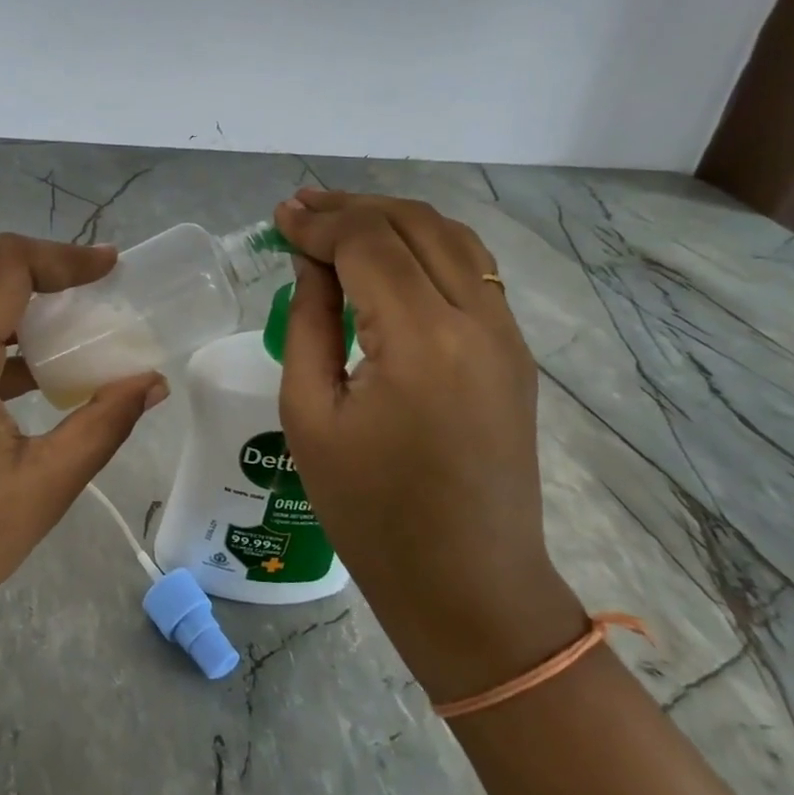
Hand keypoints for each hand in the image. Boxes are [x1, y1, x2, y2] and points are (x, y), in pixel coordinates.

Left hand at [0, 234, 166, 689]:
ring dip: (11, 303)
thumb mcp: (39, 490)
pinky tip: (24, 375)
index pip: (5, 266)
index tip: (111, 266)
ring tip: (68, 329)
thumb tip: (152, 384)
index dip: (63, 256)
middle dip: (40, 272)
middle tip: (95, 293)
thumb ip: (102, 425)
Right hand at [272, 190, 584, 698]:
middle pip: (413, 224)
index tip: (279, 216)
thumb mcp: (310, 415)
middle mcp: (476, 321)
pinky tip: (388, 254)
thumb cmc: (371, 514)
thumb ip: (308, 323)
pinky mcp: (513, 351)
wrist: (470, 586)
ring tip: (339, 220)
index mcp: (421, 341)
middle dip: (352, 208)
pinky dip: (425, 244)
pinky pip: (471, 269)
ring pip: (451, 236)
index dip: (319, 222)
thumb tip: (310, 263)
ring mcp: (506, 334)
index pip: (368, 243)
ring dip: (391, 218)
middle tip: (300, 209)